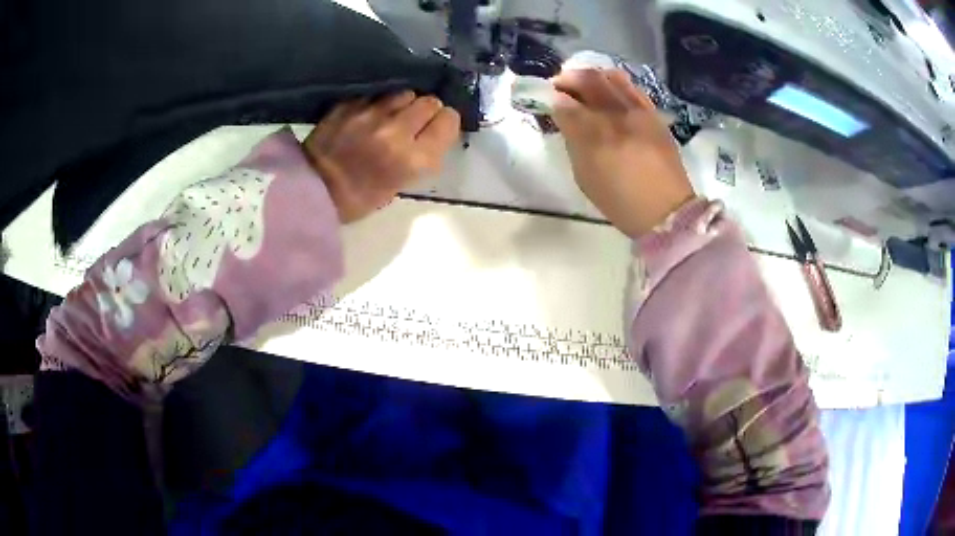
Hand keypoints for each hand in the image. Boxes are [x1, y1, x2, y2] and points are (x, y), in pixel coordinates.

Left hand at [303, 92, 460, 223]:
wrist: (310, 190)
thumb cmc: (358, 197)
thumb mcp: (400, 185)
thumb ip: (421, 156)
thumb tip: (431, 132)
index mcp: (414, 158)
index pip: (448, 120)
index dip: (445, 122)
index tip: (437, 128)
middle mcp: (397, 130)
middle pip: (429, 101)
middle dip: (426, 110)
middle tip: (415, 122)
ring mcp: (371, 113)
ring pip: (405, 93)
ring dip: (403, 103)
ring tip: (391, 116)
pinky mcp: (350, 104)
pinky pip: (377, 95)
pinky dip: (377, 103)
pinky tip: (368, 115)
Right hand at [551, 69, 694, 237]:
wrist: (667, 210)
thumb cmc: (621, 200)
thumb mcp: (585, 176)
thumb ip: (573, 141)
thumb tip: (564, 114)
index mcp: (596, 137)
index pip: (566, 104)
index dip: (553, 96)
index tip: (548, 97)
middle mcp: (618, 116)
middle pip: (589, 80)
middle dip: (570, 78)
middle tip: (560, 84)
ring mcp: (640, 112)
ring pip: (612, 77)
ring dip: (593, 75)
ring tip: (585, 84)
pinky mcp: (654, 115)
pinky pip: (632, 87)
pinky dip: (616, 82)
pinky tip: (609, 88)